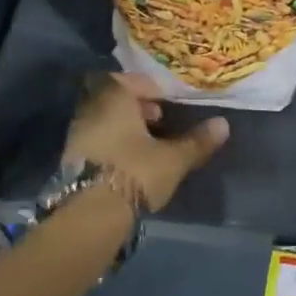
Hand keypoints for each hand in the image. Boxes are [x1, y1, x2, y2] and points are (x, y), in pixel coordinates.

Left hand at [61, 72, 228, 211]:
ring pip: (104, 120)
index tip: (165, 100)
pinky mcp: (71, 161)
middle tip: (159, 119)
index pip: (127, 80)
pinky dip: (112, 144)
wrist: (90, 216)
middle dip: (136, 107)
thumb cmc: (134, 173)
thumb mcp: (173, 158)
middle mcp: (90, 111)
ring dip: (124, 127)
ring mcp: (77, 136)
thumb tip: (223, 124)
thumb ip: (197, 141)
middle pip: (114, 99)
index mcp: (112, 99)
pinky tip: (130, 162)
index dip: (148, 88)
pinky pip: (96, 141)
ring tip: (148, 144)